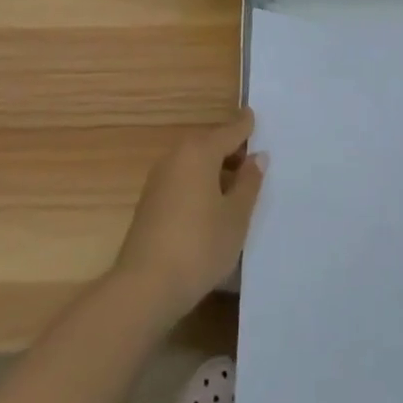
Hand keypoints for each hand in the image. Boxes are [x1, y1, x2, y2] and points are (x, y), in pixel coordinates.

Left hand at [112, 109, 264, 328]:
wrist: (145, 286)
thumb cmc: (199, 245)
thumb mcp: (235, 216)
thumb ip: (248, 183)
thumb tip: (257, 157)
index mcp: (199, 152)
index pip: (229, 131)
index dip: (244, 126)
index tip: (253, 116)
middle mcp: (176, 156)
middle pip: (209, 145)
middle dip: (230, 150)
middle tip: (253, 161)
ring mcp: (159, 179)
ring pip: (194, 164)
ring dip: (214, 170)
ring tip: (236, 188)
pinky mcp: (150, 202)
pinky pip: (182, 181)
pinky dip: (199, 184)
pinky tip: (211, 207)